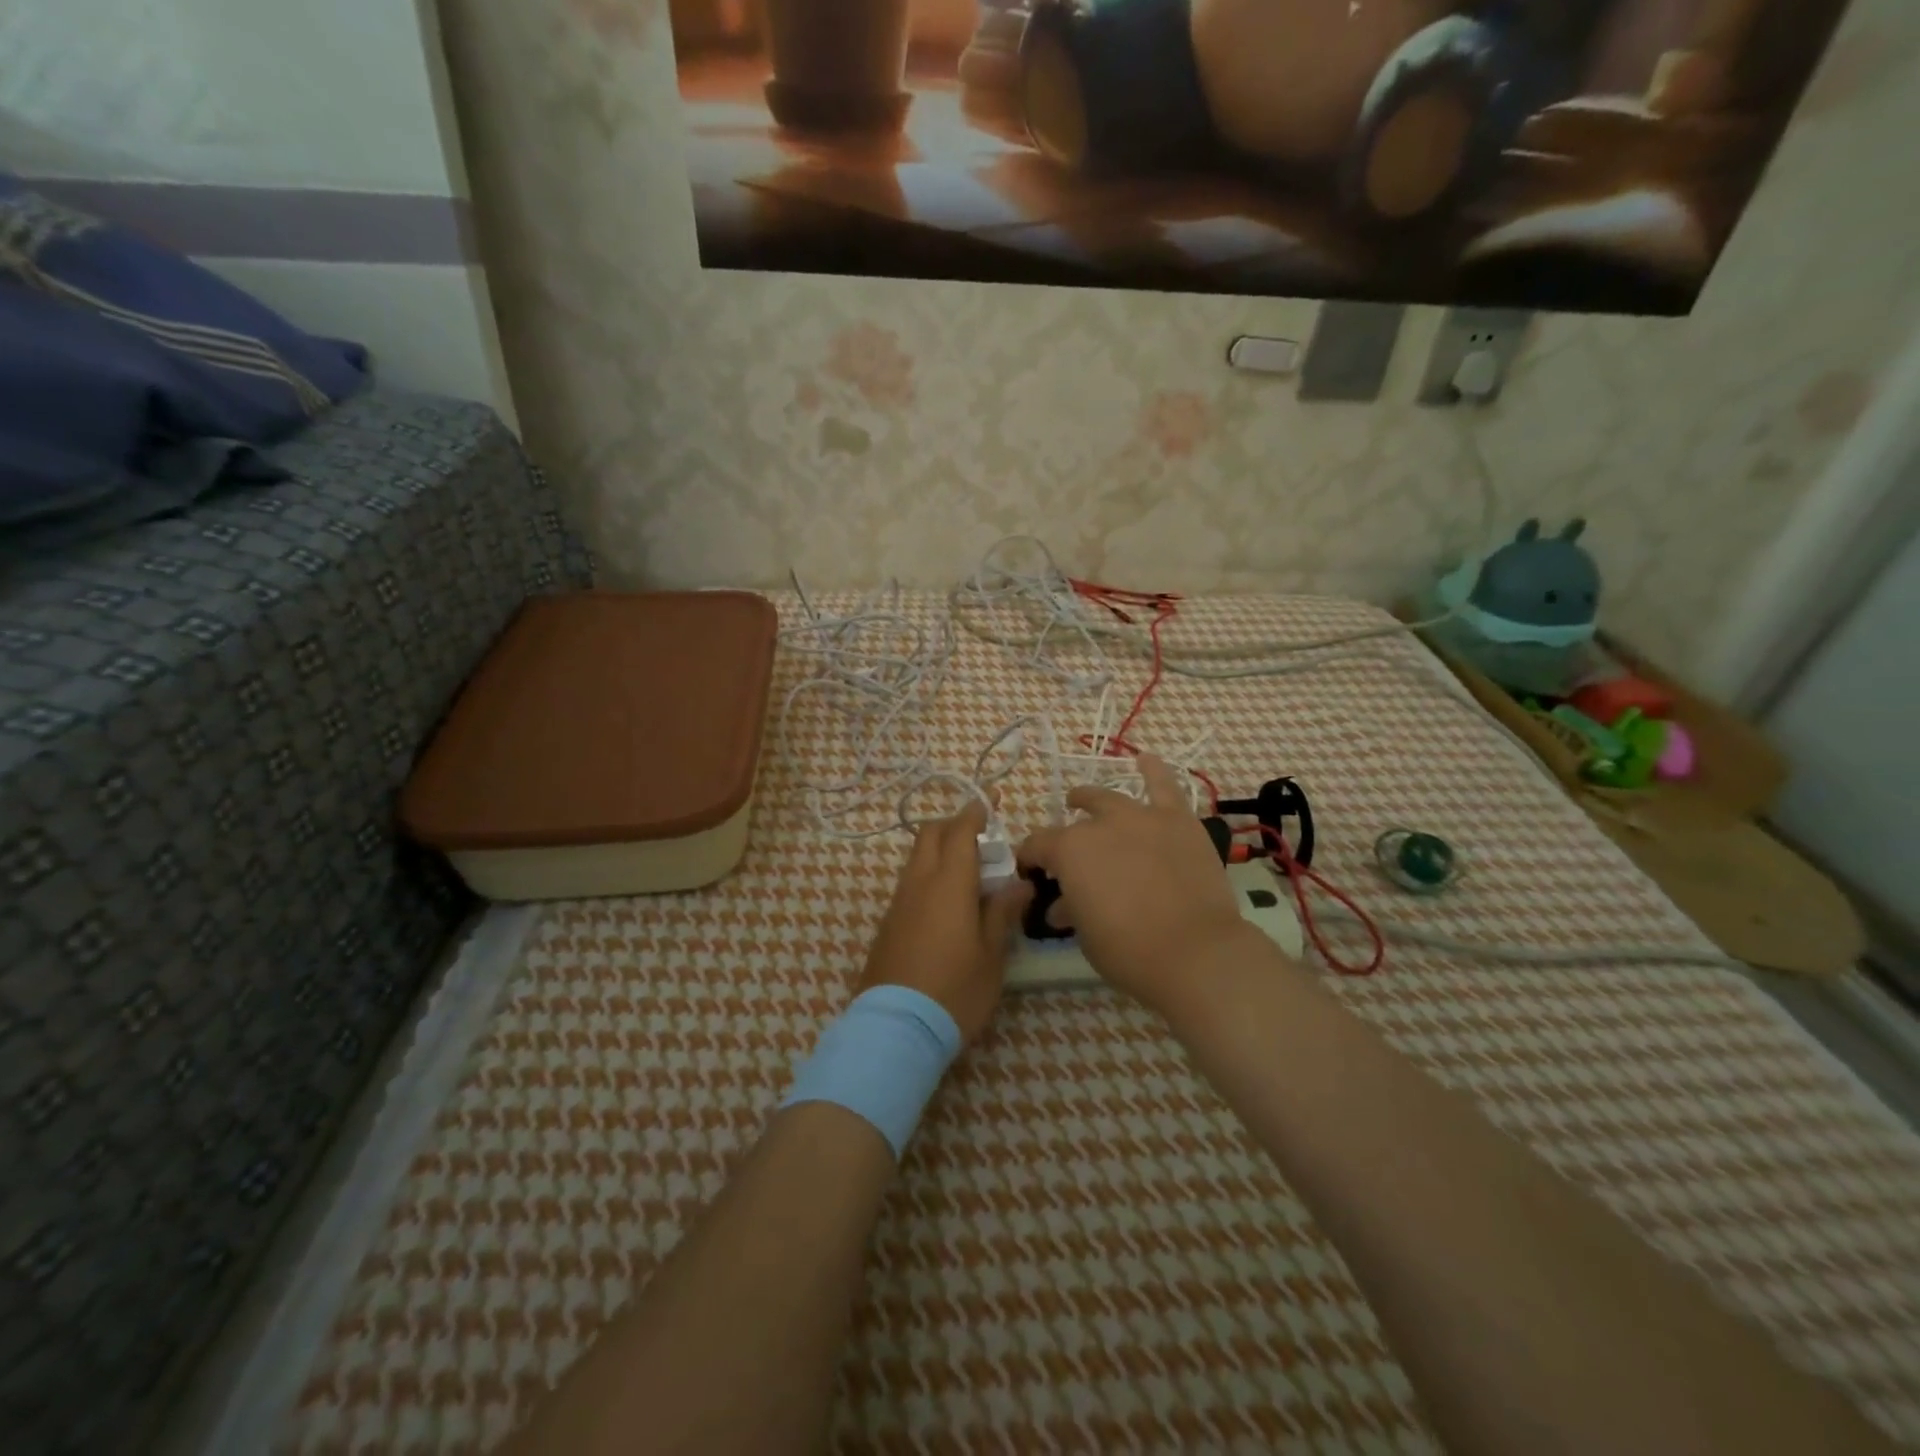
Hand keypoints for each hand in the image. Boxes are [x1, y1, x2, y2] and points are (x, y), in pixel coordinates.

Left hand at [859, 802, 1032, 1045]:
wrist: (896, 1027)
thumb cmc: (955, 990)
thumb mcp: (991, 954)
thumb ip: (1002, 912)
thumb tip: (1019, 884)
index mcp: (948, 883)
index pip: (960, 831)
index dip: (976, 811)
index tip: (992, 801)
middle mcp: (918, 883)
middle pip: (931, 834)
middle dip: (955, 824)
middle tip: (983, 837)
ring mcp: (898, 902)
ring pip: (917, 857)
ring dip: (941, 850)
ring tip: (971, 872)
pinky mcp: (888, 923)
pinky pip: (910, 882)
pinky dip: (930, 875)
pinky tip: (949, 902)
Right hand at [1017, 755, 1259, 1016]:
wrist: (1195, 953)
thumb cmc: (1129, 952)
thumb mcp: (1085, 934)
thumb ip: (1072, 909)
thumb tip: (1065, 904)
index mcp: (1069, 851)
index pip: (1037, 846)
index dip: (1030, 859)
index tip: (1031, 874)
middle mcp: (1100, 824)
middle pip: (1075, 823)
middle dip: (1064, 837)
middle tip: (1067, 854)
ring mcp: (1142, 817)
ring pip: (1111, 798)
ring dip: (1093, 799)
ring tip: (1083, 799)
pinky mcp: (1179, 821)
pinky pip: (1165, 786)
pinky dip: (1154, 770)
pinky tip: (1146, 759)